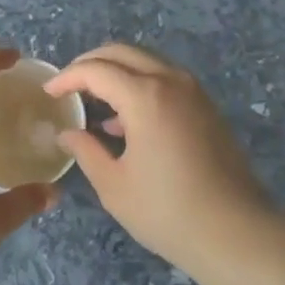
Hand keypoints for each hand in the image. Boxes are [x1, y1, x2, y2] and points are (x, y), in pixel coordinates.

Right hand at [45, 43, 273, 279]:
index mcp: (145, 95)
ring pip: (145, 61)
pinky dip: (139, 84)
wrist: (236, 232)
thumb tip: (67, 133)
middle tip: (68, 85)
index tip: (49, 92)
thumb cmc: (168, 211)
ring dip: (116, 71)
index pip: (96, 70)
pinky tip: (124, 121)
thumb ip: (87, 151)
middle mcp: (169, 80)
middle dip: (90, 63)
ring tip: (93, 101)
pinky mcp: (205, 105)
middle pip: (121, 52)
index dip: (68, 77)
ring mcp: (192, 90)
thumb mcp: (115, 186)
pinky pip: (163, 78)